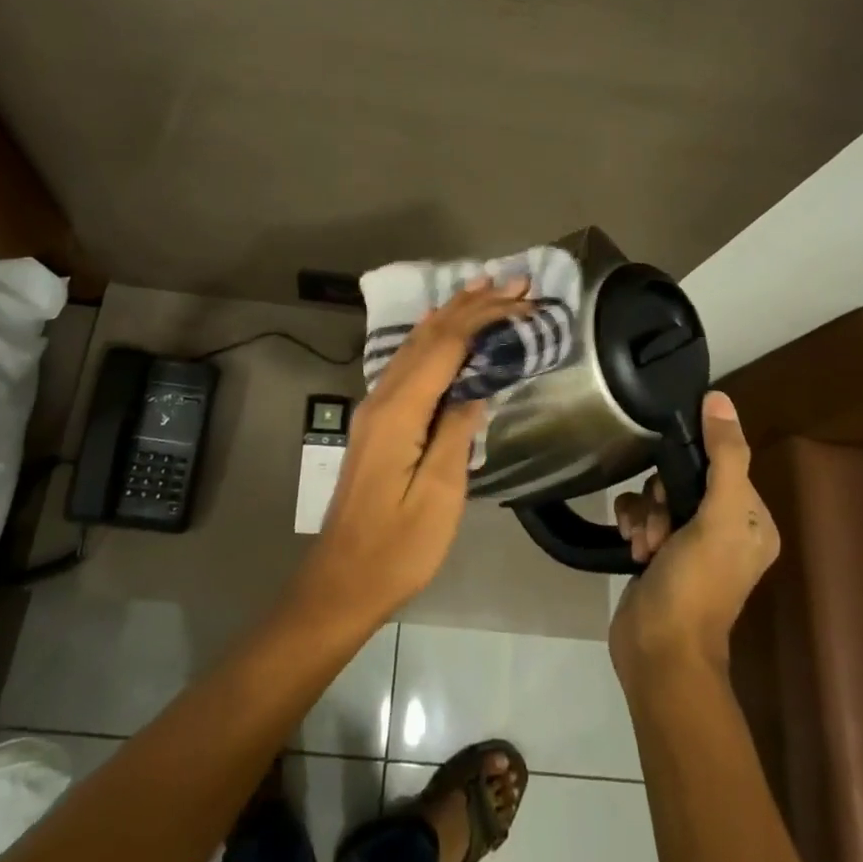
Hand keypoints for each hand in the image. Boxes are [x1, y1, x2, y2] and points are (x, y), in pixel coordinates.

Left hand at [293, 277, 532, 630]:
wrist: (342, 580)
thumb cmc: (397, 547)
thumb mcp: (439, 495)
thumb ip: (457, 433)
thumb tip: (478, 387)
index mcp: (399, 411)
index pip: (446, 346)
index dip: (483, 317)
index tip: (520, 299)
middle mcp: (382, 397)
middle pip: (430, 336)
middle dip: (471, 304)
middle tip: (512, 281)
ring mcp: (376, 407)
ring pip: (416, 344)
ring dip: (451, 313)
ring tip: (482, 288)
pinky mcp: (378, 420)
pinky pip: (408, 362)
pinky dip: (432, 337)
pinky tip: (440, 327)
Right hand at [609, 391, 777, 687]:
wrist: (660, 651)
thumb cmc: (697, 584)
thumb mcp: (719, 517)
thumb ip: (724, 456)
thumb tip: (719, 398)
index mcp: (752, 521)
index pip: (719, 463)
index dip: (690, 466)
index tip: (672, 486)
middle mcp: (725, 529)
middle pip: (683, 477)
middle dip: (661, 495)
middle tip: (658, 522)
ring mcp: (690, 543)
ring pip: (657, 494)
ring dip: (644, 512)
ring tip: (643, 543)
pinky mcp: (658, 554)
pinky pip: (641, 514)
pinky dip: (632, 523)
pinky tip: (630, 545)